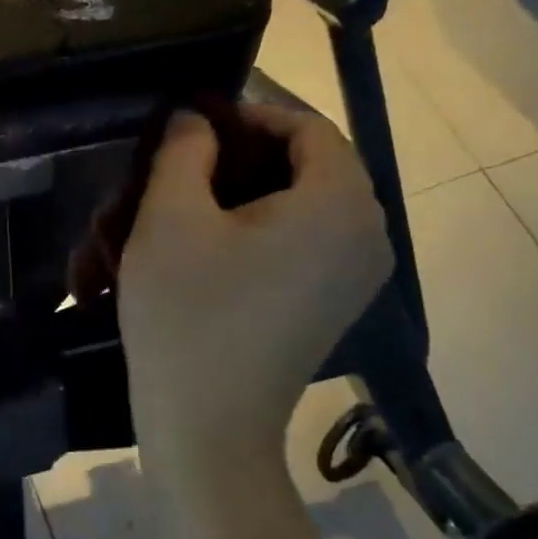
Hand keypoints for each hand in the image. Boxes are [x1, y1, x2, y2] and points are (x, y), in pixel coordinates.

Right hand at [118, 103, 392, 458]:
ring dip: (248, 189)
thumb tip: (197, 119)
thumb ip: (185, 148)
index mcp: (338, 204)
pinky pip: (307, 238)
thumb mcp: (170, 216)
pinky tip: (211, 242)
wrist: (208, 426)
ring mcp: (356, 275)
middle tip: (186, 161)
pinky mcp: (334, 303)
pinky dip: (261, 224)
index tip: (193, 123)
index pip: (307, 126)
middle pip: (311, 162)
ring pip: (305, 201)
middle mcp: (367, 234)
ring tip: (190, 201)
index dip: (248, 112)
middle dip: (245, 152)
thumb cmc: (187, 313)